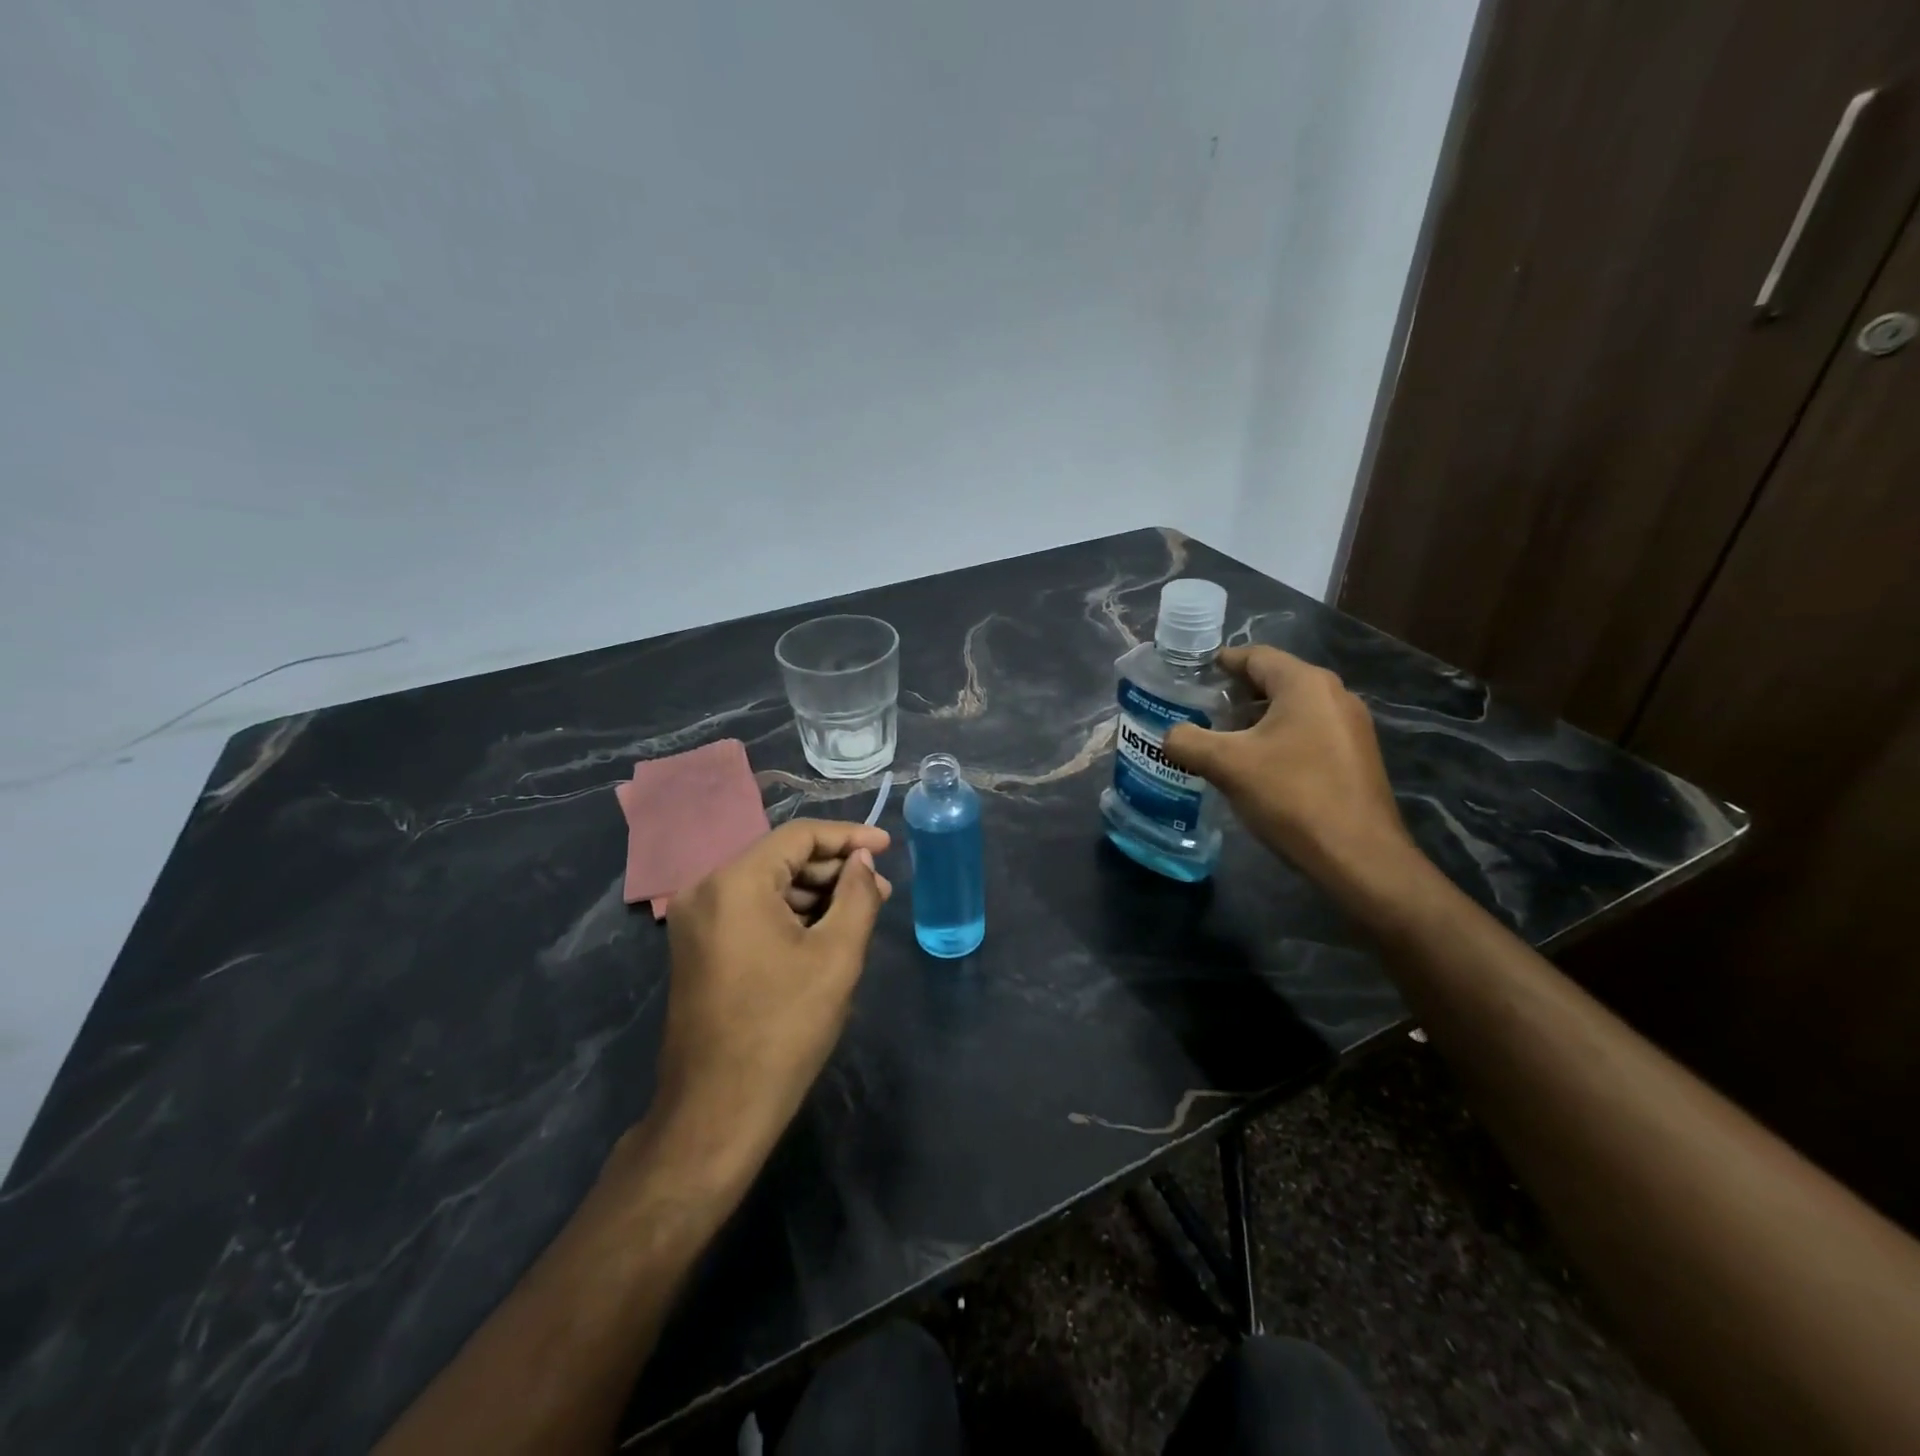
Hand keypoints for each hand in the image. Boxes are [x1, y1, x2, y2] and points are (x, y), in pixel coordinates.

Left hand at [647, 820, 892, 1184]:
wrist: (717, 1111)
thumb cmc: (783, 1028)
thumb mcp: (836, 956)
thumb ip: (857, 895)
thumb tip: (862, 862)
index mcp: (734, 883)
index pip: (799, 836)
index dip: (849, 836)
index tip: (887, 847)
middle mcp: (706, 890)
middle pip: (781, 858)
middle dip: (834, 869)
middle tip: (881, 888)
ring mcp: (696, 921)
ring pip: (767, 885)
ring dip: (815, 893)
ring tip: (861, 911)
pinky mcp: (698, 948)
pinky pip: (751, 911)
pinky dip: (790, 914)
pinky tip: (826, 931)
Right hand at [1163, 646, 1418, 900]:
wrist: (1358, 857)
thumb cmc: (1292, 796)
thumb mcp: (1227, 765)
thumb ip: (1188, 742)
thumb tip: (1170, 736)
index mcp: (1306, 684)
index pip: (1256, 656)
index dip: (1221, 662)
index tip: (1191, 676)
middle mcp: (1334, 695)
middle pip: (1275, 680)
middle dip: (1235, 693)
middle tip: (1199, 710)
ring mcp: (1351, 727)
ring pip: (1292, 709)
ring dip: (1255, 719)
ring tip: (1220, 740)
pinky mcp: (1355, 757)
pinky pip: (1308, 733)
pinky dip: (1278, 738)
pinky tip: (1256, 766)